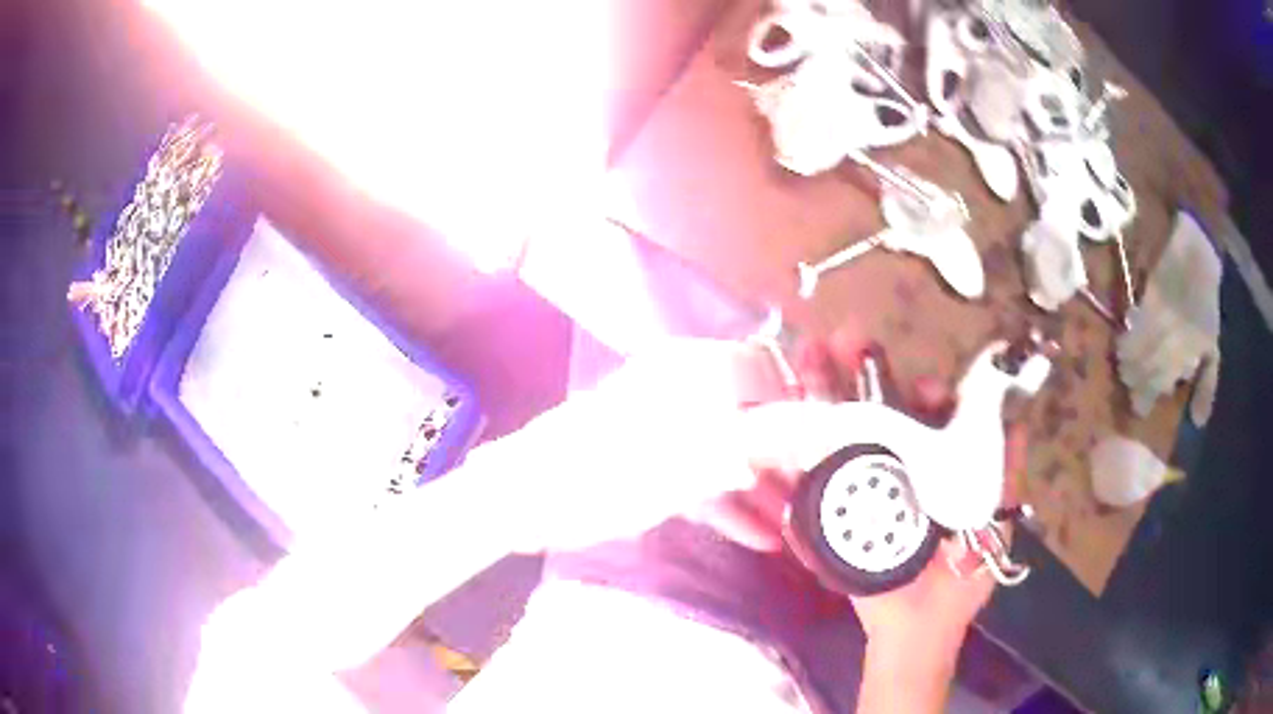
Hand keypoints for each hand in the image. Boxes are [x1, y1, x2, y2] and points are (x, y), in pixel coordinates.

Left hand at [485, 338, 804, 552]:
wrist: (529, 498)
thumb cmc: (613, 473)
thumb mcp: (698, 458)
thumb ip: (764, 439)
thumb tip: (821, 422)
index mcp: (694, 372)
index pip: (766, 371)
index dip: (798, 406)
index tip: (820, 448)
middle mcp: (682, 390)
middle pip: (749, 416)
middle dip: (782, 457)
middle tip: (812, 495)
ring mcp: (663, 427)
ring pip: (726, 449)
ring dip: (758, 487)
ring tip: (792, 525)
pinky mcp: (647, 461)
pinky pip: (699, 475)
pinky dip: (726, 502)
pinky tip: (756, 536)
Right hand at [697, 327, 1027, 646]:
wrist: (911, 633)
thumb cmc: (958, 582)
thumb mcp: (993, 522)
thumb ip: (1005, 473)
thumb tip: (1017, 421)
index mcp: (933, 468)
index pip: (925, 416)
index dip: (921, 394)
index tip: (921, 386)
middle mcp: (895, 472)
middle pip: (874, 414)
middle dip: (856, 375)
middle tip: (840, 340)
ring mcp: (859, 493)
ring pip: (838, 436)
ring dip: (820, 397)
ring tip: (805, 359)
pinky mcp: (829, 518)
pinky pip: (810, 480)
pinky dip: (793, 450)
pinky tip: (779, 419)